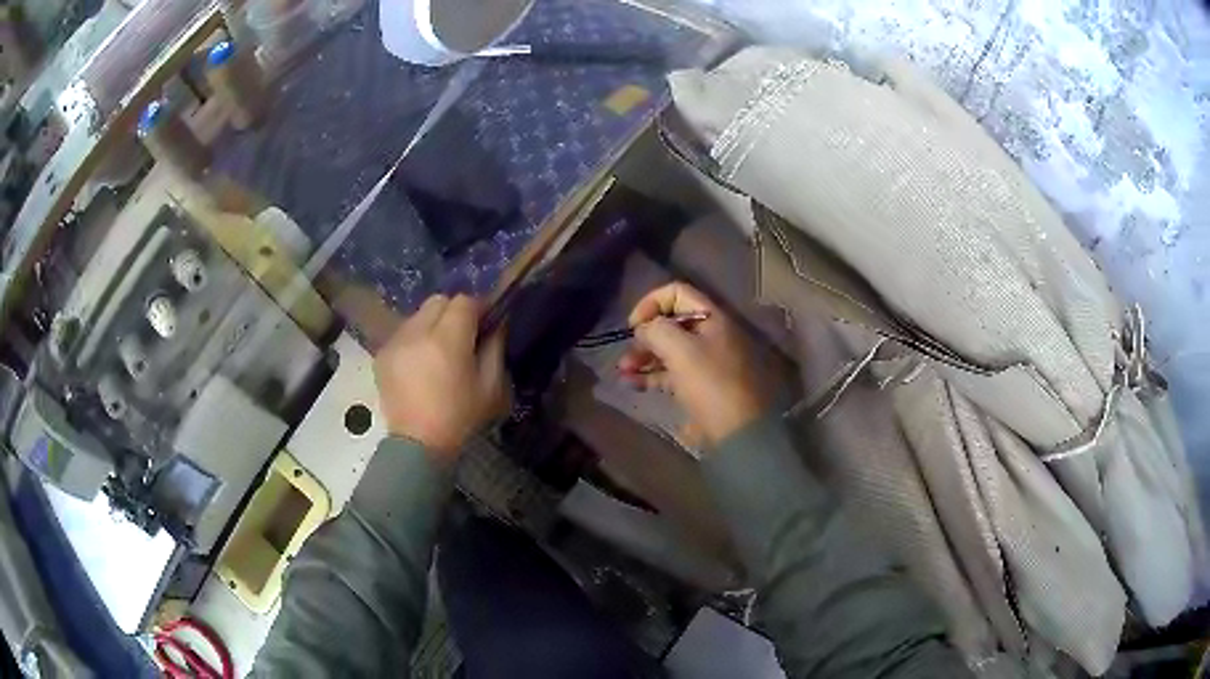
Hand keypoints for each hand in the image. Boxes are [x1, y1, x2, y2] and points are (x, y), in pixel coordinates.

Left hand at [374, 294, 508, 464]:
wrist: (418, 445)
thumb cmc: (460, 418)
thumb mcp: (491, 387)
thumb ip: (495, 348)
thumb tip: (496, 325)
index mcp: (447, 339)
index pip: (464, 302)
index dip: (479, 308)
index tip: (486, 324)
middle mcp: (417, 332)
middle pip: (438, 301)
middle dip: (454, 313)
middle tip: (463, 337)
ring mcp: (395, 342)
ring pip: (418, 316)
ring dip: (432, 325)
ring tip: (439, 352)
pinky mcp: (382, 354)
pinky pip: (403, 333)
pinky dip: (414, 340)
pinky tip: (420, 365)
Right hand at [618, 282, 768, 445]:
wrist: (738, 430)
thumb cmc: (710, 383)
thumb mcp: (681, 350)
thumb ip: (656, 330)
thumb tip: (643, 329)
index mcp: (711, 318)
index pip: (677, 293)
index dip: (651, 303)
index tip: (634, 325)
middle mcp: (709, 335)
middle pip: (670, 323)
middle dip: (644, 336)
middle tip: (627, 354)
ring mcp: (705, 362)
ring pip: (668, 350)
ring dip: (643, 357)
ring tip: (623, 371)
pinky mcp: (699, 386)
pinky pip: (671, 373)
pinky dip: (651, 376)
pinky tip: (631, 383)